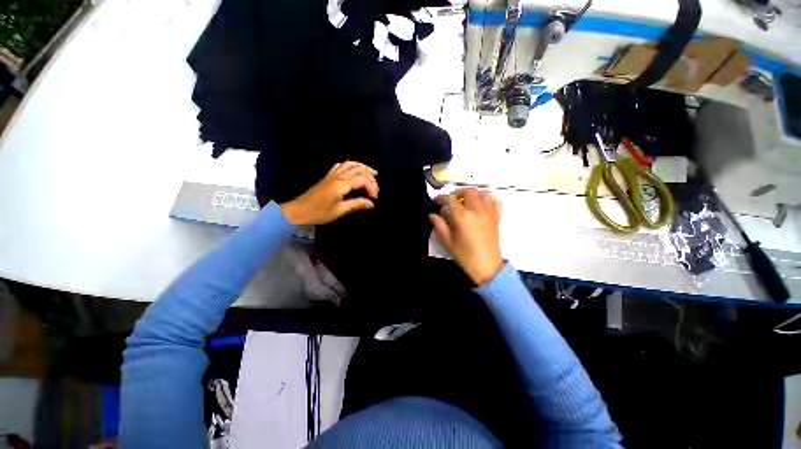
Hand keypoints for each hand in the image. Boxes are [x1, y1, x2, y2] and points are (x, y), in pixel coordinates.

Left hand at [280, 161, 378, 224]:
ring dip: (363, 168)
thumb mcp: (339, 210)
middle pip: (359, 169)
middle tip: (376, 189)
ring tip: (372, 174)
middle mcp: (338, 176)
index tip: (375, 199)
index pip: (362, 180)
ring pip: (351, 164)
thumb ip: (356, 204)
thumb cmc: (319, 212)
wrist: (299, 210)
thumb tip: (371, 204)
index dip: (372, 187)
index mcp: (341, 184)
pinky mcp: (328, 176)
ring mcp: (332, 174)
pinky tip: (355, 170)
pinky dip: (351, 165)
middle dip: (370, 177)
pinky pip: (341, 165)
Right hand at [430, 188, 502, 285]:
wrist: (487, 267)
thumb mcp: (448, 242)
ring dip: (473, 194)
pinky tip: (481, 205)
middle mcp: (477, 210)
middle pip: (468, 191)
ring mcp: (489, 213)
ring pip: (483, 193)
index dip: (441, 198)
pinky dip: (487, 199)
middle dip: (457, 193)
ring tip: (466, 201)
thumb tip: (432, 215)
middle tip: (451, 201)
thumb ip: (439, 226)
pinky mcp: (496, 217)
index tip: (436, 201)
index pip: (450, 199)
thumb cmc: (465, 255)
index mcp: (463, 216)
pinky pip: (494, 201)